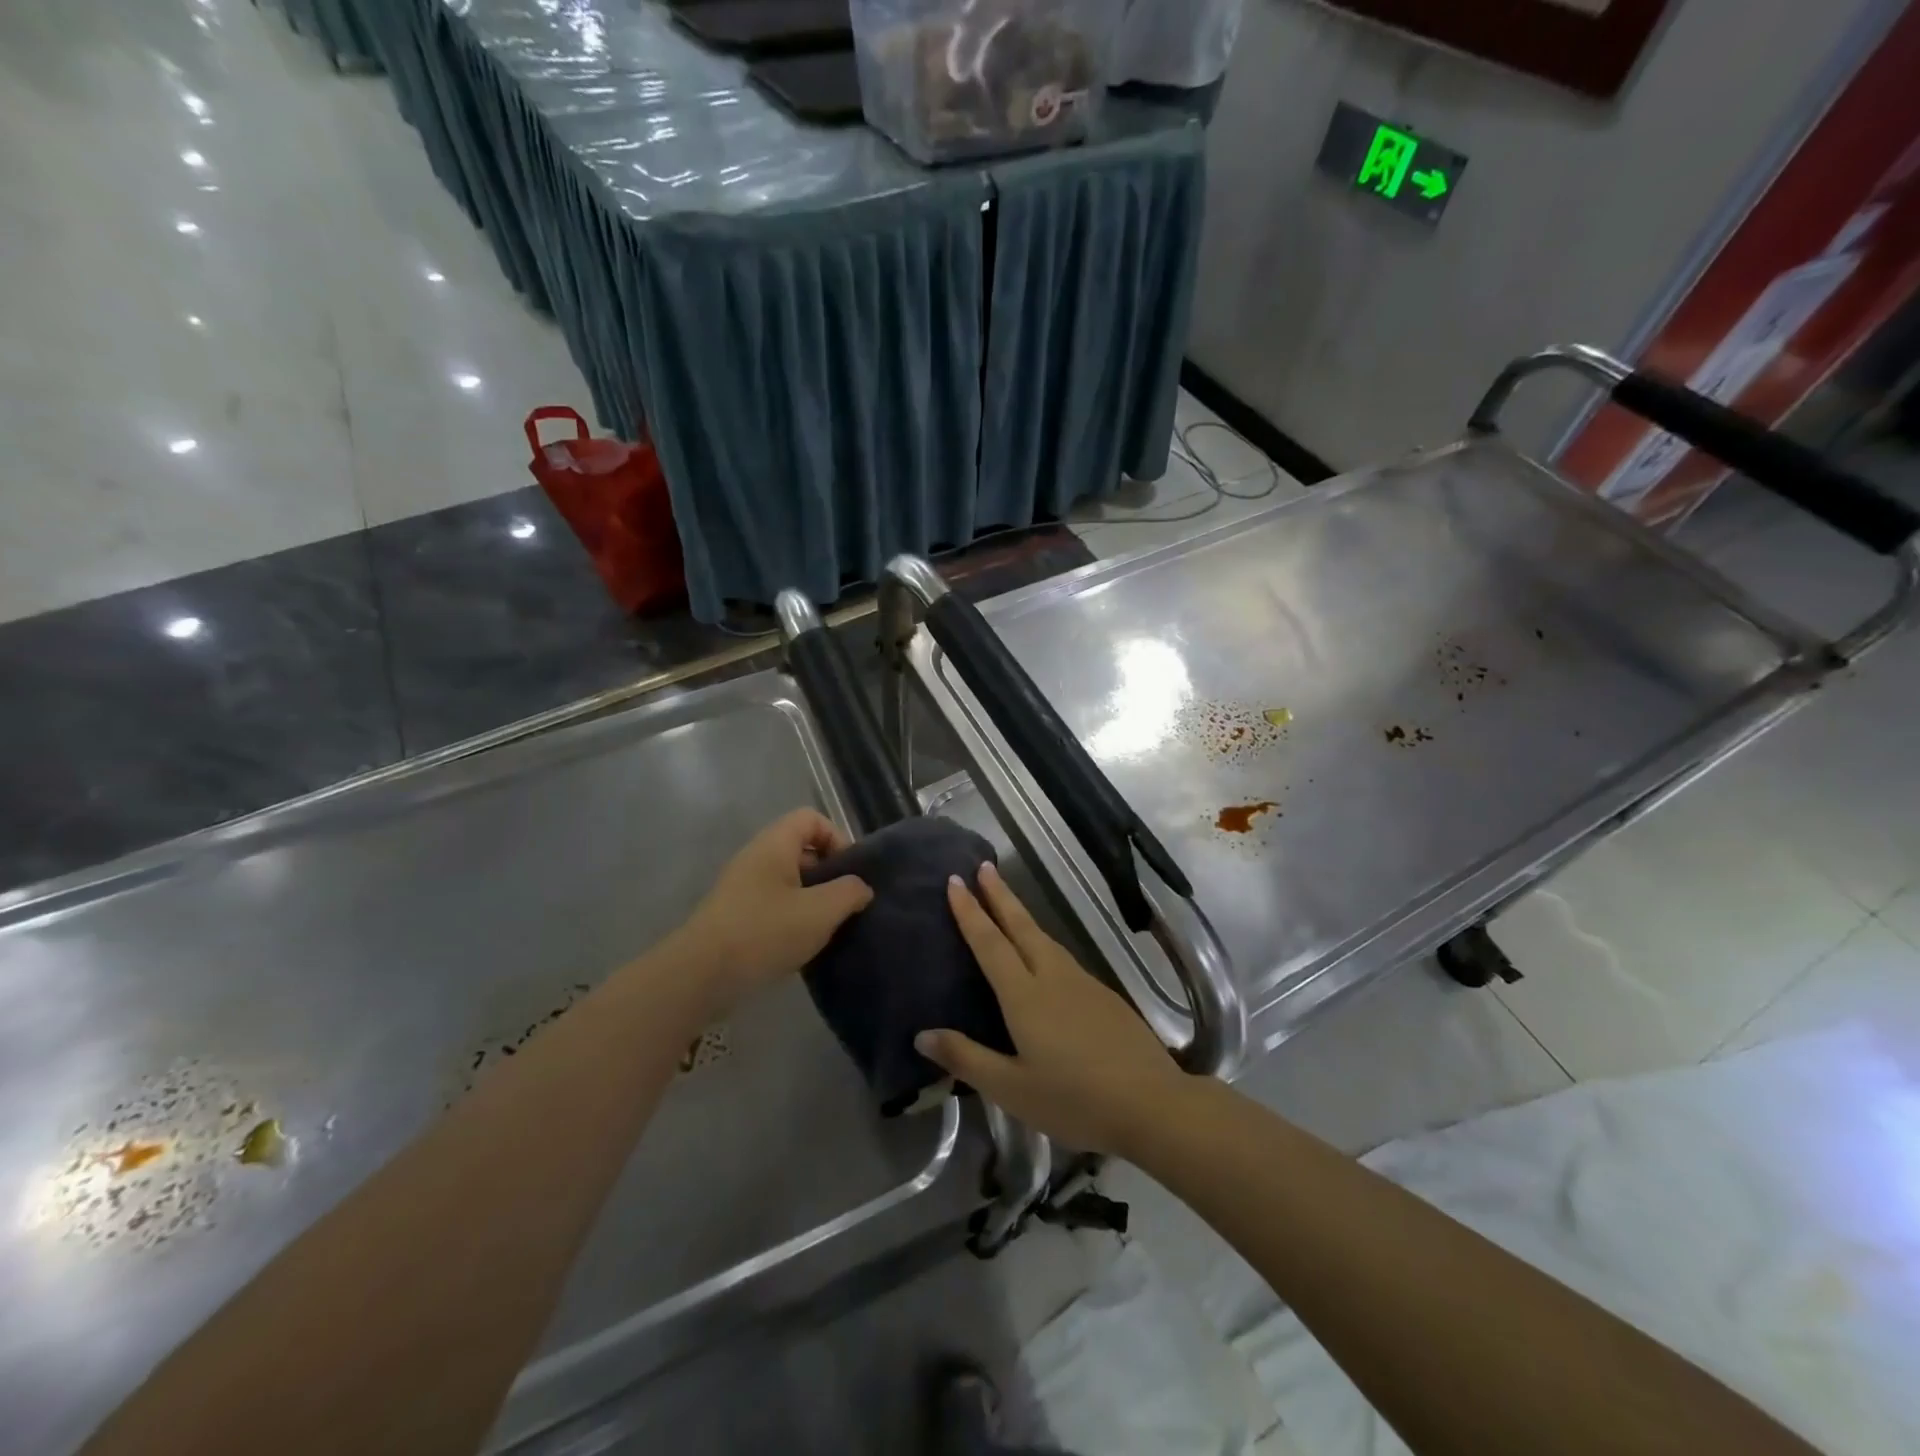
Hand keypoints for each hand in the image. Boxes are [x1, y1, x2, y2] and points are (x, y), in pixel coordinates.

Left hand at [674, 809, 872, 1014]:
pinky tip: (801, 947)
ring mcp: (742, 889)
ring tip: (826, 930)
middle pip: (801, 850)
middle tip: (843, 905)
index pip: (811, 819)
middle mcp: (756, 859)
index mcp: (774, 845)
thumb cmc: (765, 932)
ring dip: (812, 902)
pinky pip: (773, 906)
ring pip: (789, 882)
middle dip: (828, 875)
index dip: (837, 838)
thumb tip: (860, 888)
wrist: (700, 975)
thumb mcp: (820, 911)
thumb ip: (849, 893)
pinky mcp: (735, 917)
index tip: (849, 873)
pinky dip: (792, 920)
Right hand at [917, 862, 1188, 1156]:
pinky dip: (1042, 940)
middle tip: (983, 866)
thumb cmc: (1074, 1100)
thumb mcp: (1011, 1089)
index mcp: (1025, 995)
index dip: (970, 912)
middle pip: (1021, 926)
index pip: (990, 943)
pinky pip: (1062, 956)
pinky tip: (1043, 954)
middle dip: (1000, 895)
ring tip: (1006, 901)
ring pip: (1045, 938)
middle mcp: (1052, 977)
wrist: (1152, 1103)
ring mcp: (1083, 983)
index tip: (955, 881)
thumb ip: (966, 1059)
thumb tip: (922, 1035)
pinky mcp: (1104, 995)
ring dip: (1021, 914)